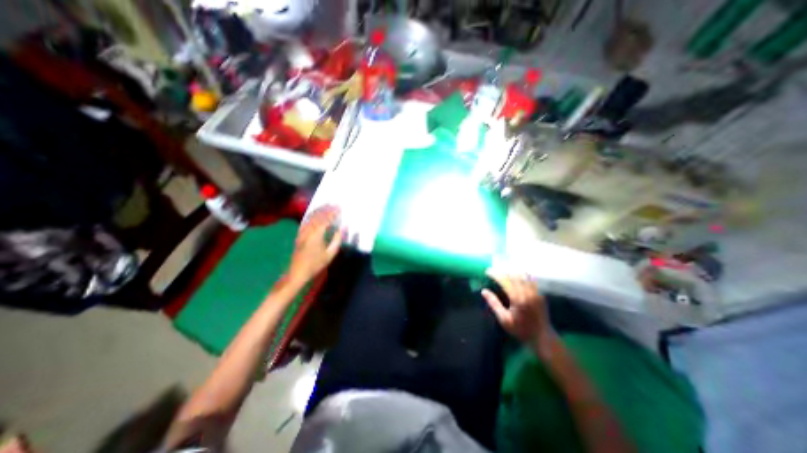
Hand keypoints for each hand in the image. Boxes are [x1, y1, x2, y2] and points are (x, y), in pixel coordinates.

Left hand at [289, 205, 341, 284]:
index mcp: (317, 235)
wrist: (297, 272)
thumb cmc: (316, 264)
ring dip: (318, 210)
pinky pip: (305, 221)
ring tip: (325, 205)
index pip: (326, 220)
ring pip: (310, 217)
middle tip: (333, 203)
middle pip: (317, 216)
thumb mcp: (330, 254)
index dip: (333, 213)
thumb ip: (337, 240)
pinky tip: (314, 213)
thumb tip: (342, 228)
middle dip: (326, 209)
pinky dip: (311, 215)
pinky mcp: (299, 234)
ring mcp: (302, 232)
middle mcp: (308, 231)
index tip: (339, 208)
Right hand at [482, 271, 558, 355]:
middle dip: (502, 272)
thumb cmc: (520, 330)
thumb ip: (494, 303)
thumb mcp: (504, 319)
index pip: (505, 280)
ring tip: (504, 273)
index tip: (487, 272)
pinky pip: (531, 280)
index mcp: (517, 298)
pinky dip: (522, 276)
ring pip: (523, 275)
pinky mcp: (540, 294)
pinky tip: (517, 277)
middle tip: (494, 272)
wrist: (542, 337)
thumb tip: (484, 291)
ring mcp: (535, 292)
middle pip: (513, 275)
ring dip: (512, 272)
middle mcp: (527, 293)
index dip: (495, 274)